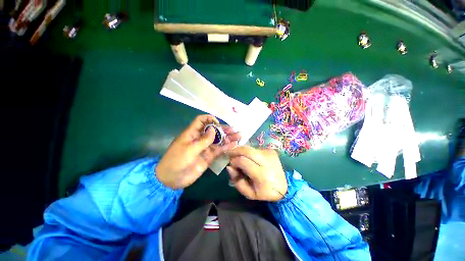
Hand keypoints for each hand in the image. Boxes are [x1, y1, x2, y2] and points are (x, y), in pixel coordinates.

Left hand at [156, 115, 240, 188]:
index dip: (210, 119)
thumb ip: (203, 140)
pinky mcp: (209, 156)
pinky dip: (226, 147)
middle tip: (234, 130)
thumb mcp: (189, 149)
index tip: (217, 123)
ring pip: (218, 140)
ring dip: (228, 138)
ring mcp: (205, 148)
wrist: (172, 179)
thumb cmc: (177, 160)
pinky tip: (234, 145)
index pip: (201, 121)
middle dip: (223, 129)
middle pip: (213, 131)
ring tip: (239, 136)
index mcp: (192, 133)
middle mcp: (200, 138)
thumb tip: (213, 129)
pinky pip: (219, 150)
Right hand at [227, 146, 286, 201]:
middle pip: (246, 150)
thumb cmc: (265, 191)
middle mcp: (266, 161)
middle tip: (230, 154)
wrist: (284, 186)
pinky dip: (249, 152)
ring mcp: (269, 153)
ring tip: (239, 158)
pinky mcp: (270, 150)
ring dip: (242, 151)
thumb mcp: (249, 193)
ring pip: (250, 148)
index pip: (243, 161)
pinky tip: (249, 158)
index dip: (234, 161)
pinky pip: (255, 149)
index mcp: (262, 174)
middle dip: (235, 150)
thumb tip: (229, 166)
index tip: (231, 164)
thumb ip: (237, 181)